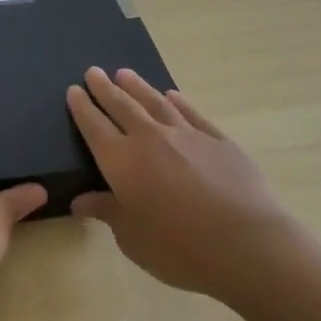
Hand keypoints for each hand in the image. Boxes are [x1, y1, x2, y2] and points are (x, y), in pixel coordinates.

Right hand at [67, 68, 297, 303]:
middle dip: (105, 89)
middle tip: (93, 71)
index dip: (82, 108)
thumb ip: (107, 212)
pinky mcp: (219, 141)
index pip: (94, 127)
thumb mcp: (132, 238)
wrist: (246, 245)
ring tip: (125, 74)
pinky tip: (172, 96)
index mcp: (122, 162)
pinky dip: (178, 102)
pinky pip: (192, 114)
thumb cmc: (179, 248)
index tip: (73, 90)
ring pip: (155, 103)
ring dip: (138, 87)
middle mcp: (150, 139)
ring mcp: (187, 136)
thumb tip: (80, 201)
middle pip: (122, 106)